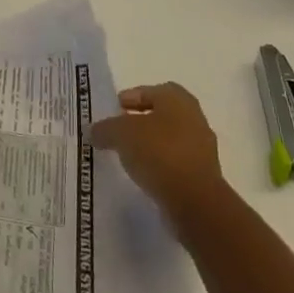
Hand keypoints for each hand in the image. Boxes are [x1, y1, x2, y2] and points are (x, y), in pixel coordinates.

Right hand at [89, 83, 225, 220]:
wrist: (195, 201)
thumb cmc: (159, 152)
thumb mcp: (121, 134)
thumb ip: (105, 128)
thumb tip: (92, 130)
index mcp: (177, 99)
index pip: (150, 91)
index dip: (130, 98)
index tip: (112, 110)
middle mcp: (193, 118)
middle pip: (160, 115)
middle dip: (138, 122)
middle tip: (117, 131)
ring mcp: (201, 148)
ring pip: (168, 140)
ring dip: (148, 145)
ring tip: (126, 155)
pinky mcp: (201, 176)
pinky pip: (174, 163)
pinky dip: (158, 165)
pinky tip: (142, 174)